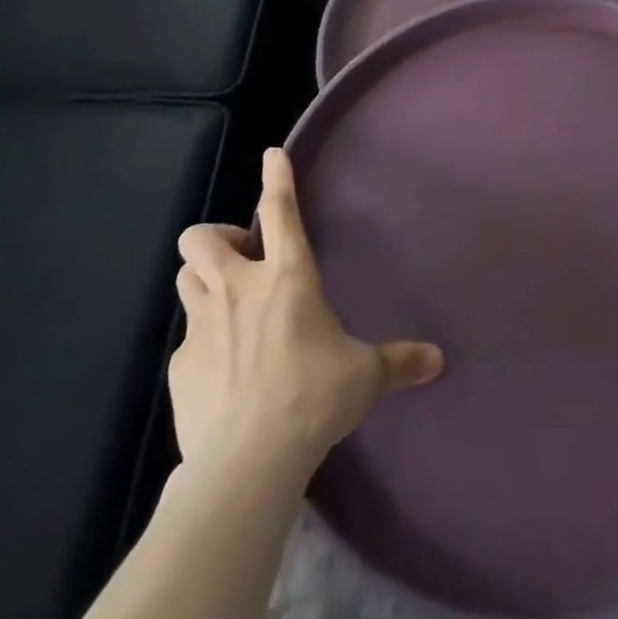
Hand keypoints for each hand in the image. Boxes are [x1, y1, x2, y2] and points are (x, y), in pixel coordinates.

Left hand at [168, 148, 443, 480]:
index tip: (271, 155)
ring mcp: (202, 326)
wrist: (246, 463)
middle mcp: (239, 290)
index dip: (275, 177)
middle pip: (202, 238)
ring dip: (203, 279)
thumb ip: (399, 361)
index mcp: (288, 277)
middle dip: (217, 237)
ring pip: (186, 278)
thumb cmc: (313, 399)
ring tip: (228, 302)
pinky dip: (202, 341)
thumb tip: (438, 360)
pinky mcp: (179, 367)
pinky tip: (222, 370)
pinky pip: (185, 338)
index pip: (279, 210)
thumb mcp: (365, 376)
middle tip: (244, 259)